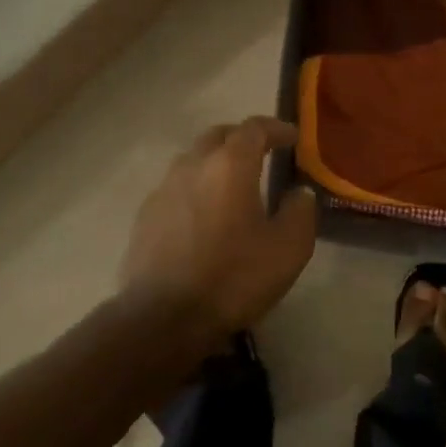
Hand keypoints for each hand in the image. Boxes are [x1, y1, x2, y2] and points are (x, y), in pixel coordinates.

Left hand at [120, 117, 317, 348]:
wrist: (163, 318)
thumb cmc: (233, 278)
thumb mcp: (288, 248)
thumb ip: (300, 211)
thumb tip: (299, 193)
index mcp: (230, 166)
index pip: (254, 128)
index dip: (276, 128)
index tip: (293, 138)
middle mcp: (193, 166)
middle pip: (218, 136)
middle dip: (242, 138)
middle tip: (263, 153)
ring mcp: (163, 190)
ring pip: (193, 160)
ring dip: (215, 162)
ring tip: (233, 184)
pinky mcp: (145, 217)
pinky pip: (176, 187)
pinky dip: (195, 188)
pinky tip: (205, 215)